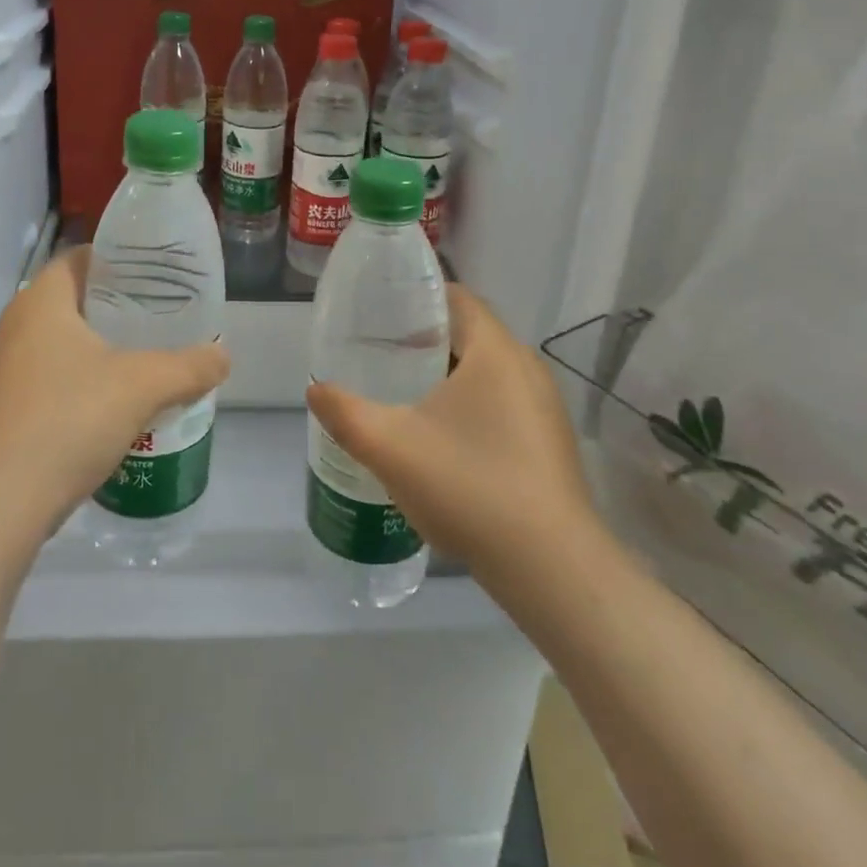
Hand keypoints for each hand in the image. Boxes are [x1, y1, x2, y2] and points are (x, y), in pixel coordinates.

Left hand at [0, 248, 230, 555]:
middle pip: (75, 299)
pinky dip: (84, 378)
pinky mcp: (5, 407)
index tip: (157, 273)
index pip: (81, 258)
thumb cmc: (68, 420)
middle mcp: (15, 326)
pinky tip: (116, 402)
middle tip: (162, 313)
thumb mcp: (143, 386)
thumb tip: (223, 356)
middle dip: (119, 305)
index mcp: (41, 301)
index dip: (120, 259)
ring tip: (147, 355)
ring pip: (63, 341)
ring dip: (102, 346)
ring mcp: (5, 369)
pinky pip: (53, 376)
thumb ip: (190, 366)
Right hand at [306, 286, 601, 590]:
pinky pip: (505, 404)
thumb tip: (315, 389)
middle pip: (472, 334)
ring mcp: (545, 407)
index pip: (458, 298)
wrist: (550, 568)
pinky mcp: (550, 443)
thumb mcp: (389, 446)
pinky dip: (472, 406)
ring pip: (489, 372)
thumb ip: (344, 412)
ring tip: (406, 395)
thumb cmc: (468, 486)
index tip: (381, 314)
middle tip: (383, 355)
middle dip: (426, 340)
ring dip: (449, 376)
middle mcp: (528, 368)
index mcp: (495, 351)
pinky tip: (444, 440)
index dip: (418, 299)